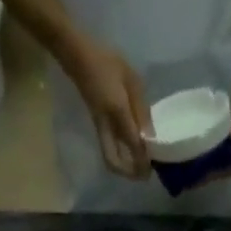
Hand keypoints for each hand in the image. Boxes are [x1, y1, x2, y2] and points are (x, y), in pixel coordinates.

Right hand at [61, 37, 152, 179]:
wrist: (77, 55)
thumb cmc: (106, 61)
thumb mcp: (131, 79)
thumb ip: (141, 108)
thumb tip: (150, 135)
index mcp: (117, 111)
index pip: (132, 143)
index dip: (143, 159)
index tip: (153, 167)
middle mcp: (106, 124)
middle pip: (113, 161)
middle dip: (128, 173)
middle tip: (143, 174)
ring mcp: (99, 126)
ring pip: (109, 156)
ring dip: (123, 166)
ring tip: (139, 165)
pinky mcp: (97, 124)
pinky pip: (109, 146)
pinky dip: (120, 153)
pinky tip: (132, 148)